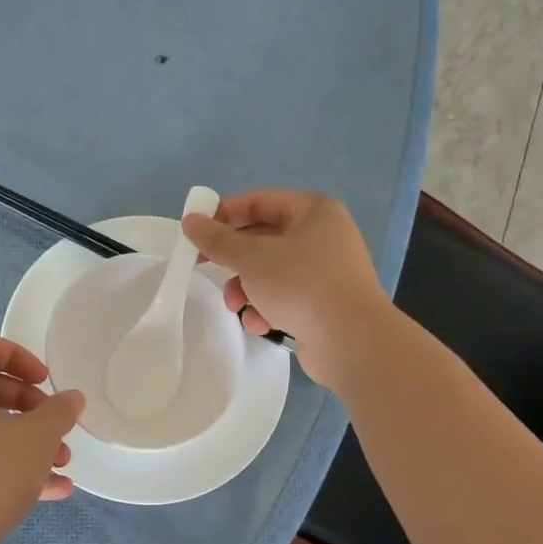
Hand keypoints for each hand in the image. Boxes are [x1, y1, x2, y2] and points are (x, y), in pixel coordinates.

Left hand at [0, 333, 84, 543]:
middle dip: (28, 404)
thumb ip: (59, 411)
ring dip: (24, 438)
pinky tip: (51, 490)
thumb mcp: (37, 437)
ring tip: (61, 462)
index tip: (44, 382)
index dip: (18, 356)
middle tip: (54, 423)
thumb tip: (70, 398)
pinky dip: (7, 465)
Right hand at [181, 190, 390, 388]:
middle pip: (263, 239)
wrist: (352, 341)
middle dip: (234, 259)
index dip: (225, 214)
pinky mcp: (323, 304)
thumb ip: (218, 240)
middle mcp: (323, 236)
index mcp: (314, 212)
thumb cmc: (302, 285)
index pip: (260, 201)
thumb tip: (190, 221)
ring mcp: (325, 272)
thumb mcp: (252, 258)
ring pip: (271, 271)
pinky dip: (267, 308)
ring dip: (246, 288)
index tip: (196, 233)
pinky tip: (260, 324)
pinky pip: (285, 297)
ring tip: (235, 305)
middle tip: (203, 267)